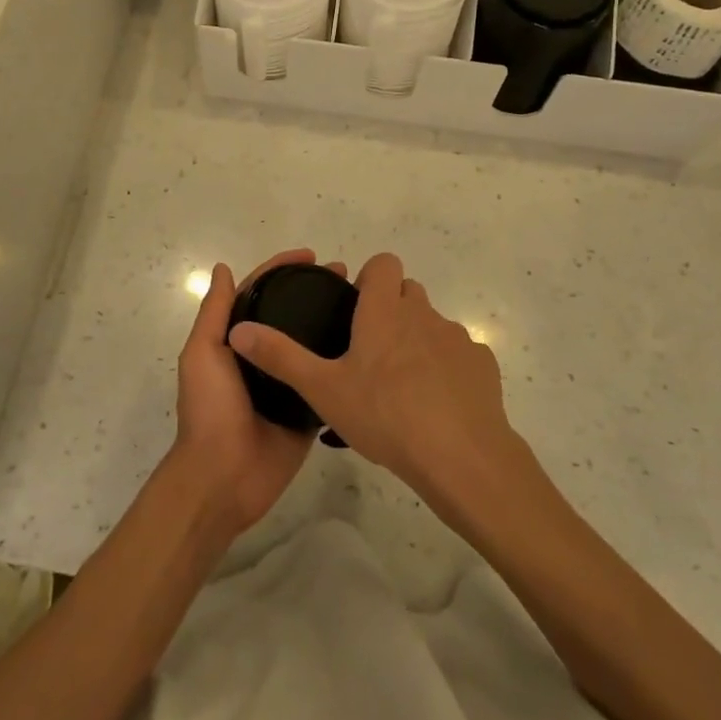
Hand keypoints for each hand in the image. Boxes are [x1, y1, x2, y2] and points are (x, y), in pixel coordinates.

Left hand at [169, 250, 340, 540]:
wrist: (224, 477)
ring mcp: (288, 383)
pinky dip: (344, 360)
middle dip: (315, 290)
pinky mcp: (309, 409)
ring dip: (333, 319)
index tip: (312, 255)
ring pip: (313, 343)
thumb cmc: (210, 410)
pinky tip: (370, 343)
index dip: (282, 269)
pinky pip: (327, 379)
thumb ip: (215, 313)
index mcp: (237, 340)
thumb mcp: (202, 354)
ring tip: (365, 301)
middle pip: (292, 314)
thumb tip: (224, 268)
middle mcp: (264, 357)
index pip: (261, 293)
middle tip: (347, 275)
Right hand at [228, 252, 516, 507]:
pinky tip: (436, 405)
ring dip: (417, 340)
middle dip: (391, 310)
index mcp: (385, 310)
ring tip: (401, 386)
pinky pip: (459, 355)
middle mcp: (423, 314)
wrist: (460, 456)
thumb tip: (239, 329)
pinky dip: (447, 368)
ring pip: (432, 324)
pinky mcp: (482, 365)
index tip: (356, 310)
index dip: (369, 278)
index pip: (383, 263)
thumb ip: (281, 357)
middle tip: (370, 353)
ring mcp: (456, 338)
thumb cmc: (385, 415)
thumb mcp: (323, 389)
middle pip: (408, 293)